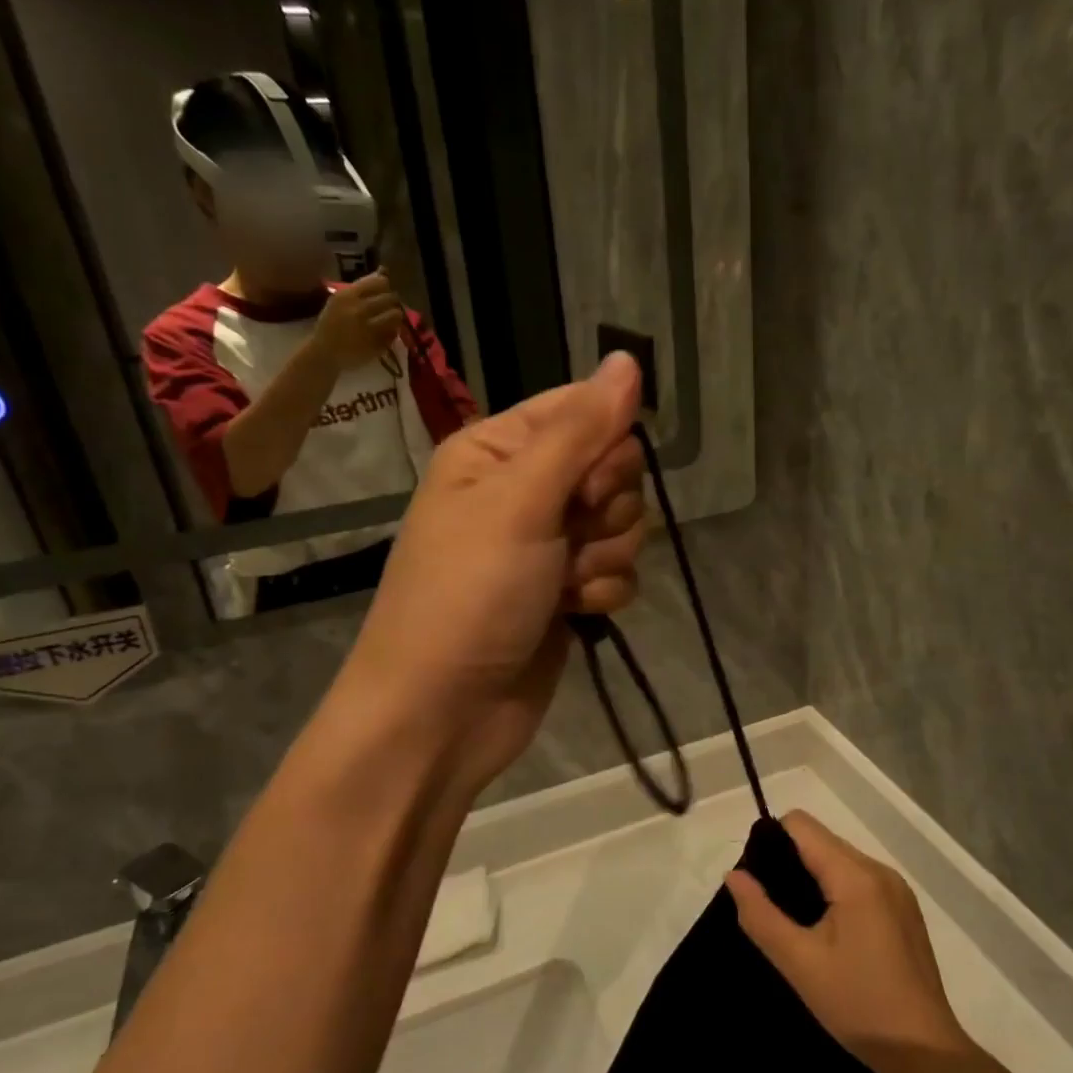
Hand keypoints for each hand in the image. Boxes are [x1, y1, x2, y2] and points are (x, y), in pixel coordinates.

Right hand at [312, 270, 402, 366]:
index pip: (378, 282)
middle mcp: (359, 309)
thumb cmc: (331, 324)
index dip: (384, 286)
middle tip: (390, 307)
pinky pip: (393, 334)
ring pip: (396, 315)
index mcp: (348, 295)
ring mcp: (369, 328)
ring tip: (390, 320)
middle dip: (393, 302)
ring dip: (396, 317)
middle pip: (390, 298)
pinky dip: (393, 332)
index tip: (383, 291)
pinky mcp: (377, 345)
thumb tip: (383, 271)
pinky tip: (385, 334)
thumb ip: (362, 287)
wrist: (324, 352)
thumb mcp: (340, 301)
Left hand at [335, 351, 645, 791]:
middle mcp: (523, 491)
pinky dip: (602, 592)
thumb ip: (580, 432)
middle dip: (605, 510)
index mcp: (497, 451)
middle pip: (612, 470)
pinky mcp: (566, 592)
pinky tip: (573, 613)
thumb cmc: (468, 595)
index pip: (581, 411)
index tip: (592, 485)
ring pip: (623, 524)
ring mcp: (547, 545)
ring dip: (604, 557)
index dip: (604, 444)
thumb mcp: (520, 502)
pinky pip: (617, 571)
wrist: (443, 712)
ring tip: (563, 587)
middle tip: (569, 537)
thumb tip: (629, 359)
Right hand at [726, 811, 971, 1068]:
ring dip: (811, 878)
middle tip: (771, 907)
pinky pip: (858, 879)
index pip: (801, 825)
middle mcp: (879, 870)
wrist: (925, 1054)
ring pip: (839, 859)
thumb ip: (761, 914)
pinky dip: (834, 891)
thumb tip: (734, 874)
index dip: (770, 841)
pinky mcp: (903, 909)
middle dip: (788, 861)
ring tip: (795, 922)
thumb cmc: (859, 1005)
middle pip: (821, 840)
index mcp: (856, 875)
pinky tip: (826, 932)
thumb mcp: (799, 963)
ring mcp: (896, 889)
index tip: (756, 880)